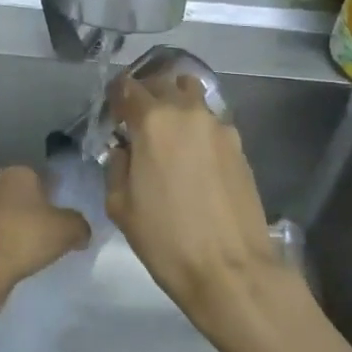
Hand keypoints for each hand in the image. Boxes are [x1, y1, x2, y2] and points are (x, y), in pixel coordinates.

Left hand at [0, 165, 90, 314]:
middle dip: (39, 211)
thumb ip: (81, 225)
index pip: (45, 178)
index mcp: (18, 172)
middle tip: (55, 233)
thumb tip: (81, 231)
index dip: (59, 196)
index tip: (68, 217)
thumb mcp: (68, 229)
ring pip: (9, 214)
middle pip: (26, 196)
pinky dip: (8, 242)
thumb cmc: (26, 237)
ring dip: (21, 227)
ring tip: (38, 250)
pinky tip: (19, 258)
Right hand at [105, 73, 306, 348]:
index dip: (116, 96)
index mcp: (153, 121)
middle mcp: (188, 112)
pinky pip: (211, 121)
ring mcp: (219, 126)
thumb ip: (117, 165)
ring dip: (176, 103)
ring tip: (168, 132)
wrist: (230, 269)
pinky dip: (197, 126)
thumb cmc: (166, 239)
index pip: (128, 87)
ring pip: (192, 95)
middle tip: (136, 120)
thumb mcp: (120, 205)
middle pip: (163, 83)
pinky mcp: (239, 146)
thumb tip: (125, 149)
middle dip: (146, 95)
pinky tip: (193, 155)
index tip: (111, 113)